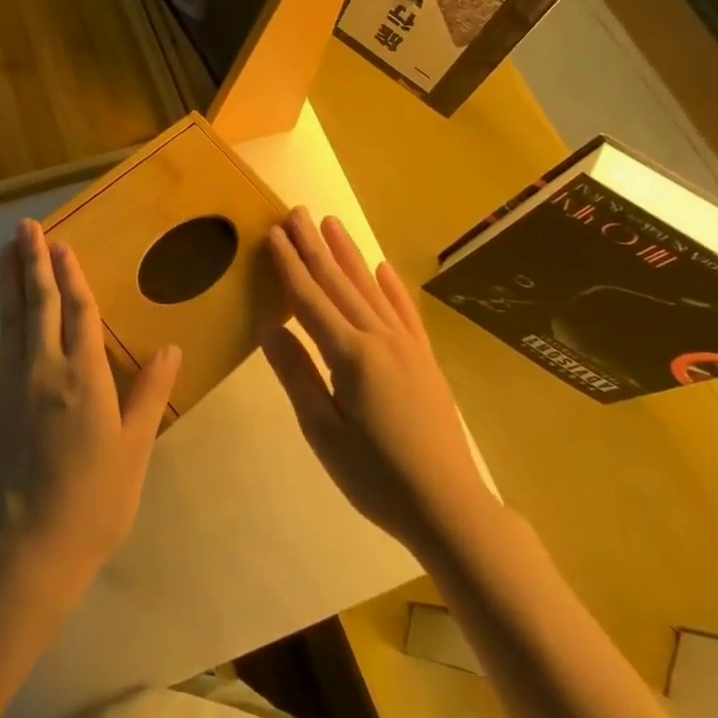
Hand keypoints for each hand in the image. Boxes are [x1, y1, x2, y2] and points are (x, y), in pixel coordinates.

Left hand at [0, 218, 180, 606]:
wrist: (29, 549)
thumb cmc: (94, 501)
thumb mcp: (134, 449)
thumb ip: (148, 394)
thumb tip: (171, 348)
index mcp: (85, 376)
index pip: (80, 312)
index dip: (73, 275)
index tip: (63, 244)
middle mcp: (45, 369)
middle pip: (39, 305)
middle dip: (33, 262)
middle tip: (26, 226)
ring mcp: (8, 386)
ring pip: (7, 322)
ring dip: (6, 283)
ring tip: (4, 250)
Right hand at [262, 208, 488, 558]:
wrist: (448, 506)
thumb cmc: (376, 475)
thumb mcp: (323, 432)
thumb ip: (297, 375)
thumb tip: (269, 326)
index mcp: (350, 354)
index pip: (310, 300)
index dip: (289, 266)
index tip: (273, 233)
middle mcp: (379, 338)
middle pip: (339, 284)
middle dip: (315, 247)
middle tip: (297, 212)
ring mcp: (407, 346)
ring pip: (371, 289)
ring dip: (349, 254)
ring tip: (332, 223)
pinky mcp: (425, 360)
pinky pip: (405, 313)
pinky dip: (392, 287)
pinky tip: (383, 268)